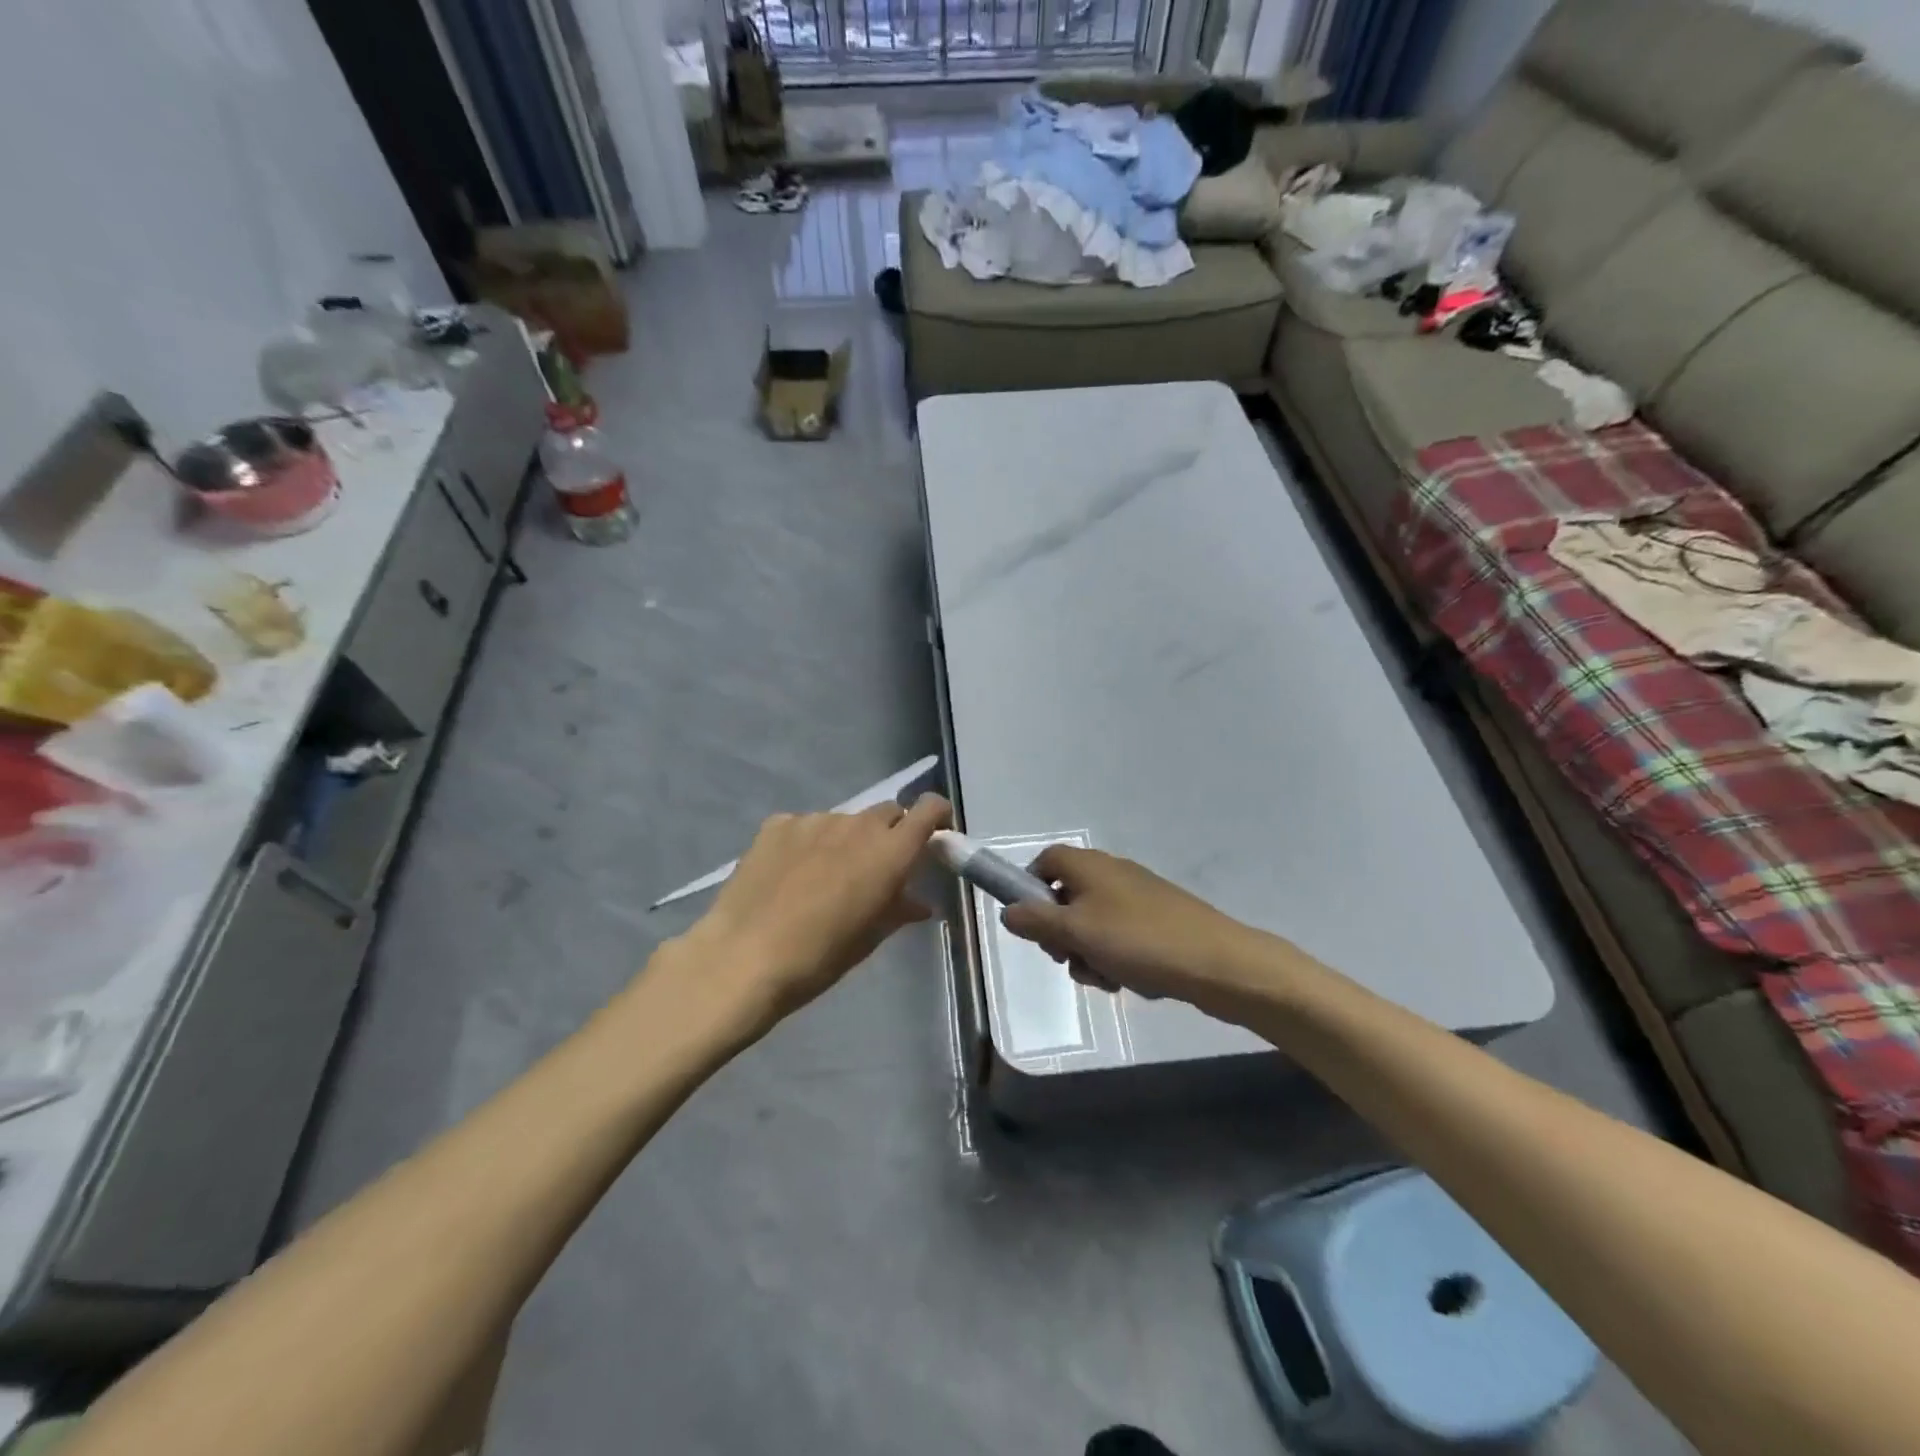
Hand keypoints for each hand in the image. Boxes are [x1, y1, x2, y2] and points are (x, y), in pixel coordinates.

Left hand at [682, 795, 951, 1032]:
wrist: (743, 957)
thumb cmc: (818, 958)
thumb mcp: (868, 938)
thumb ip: (898, 909)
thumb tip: (919, 902)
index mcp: (889, 852)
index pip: (928, 809)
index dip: (936, 816)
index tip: (933, 835)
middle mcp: (857, 825)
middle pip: (888, 812)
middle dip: (891, 833)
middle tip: (877, 867)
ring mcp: (815, 820)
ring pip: (845, 820)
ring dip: (847, 840)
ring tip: (825, 876)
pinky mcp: (778, 823)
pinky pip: (807, 825)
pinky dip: (810, 842)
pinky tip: (791, 873)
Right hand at [1000, 846, 1268, 1015]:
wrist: (1216, 963)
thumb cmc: (1138, 940)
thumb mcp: (1076, 933)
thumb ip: (1036, 922)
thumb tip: (1008, 912)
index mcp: (1089, 865)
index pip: (1045, 861)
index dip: (1030, 889)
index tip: (1031, 924)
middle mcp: (1111, 873)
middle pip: (1066, 897)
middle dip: (1060, 933)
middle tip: (1069, 958)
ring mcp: (1136, 898)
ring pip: (1091, 924)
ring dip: (1088, 953)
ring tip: (1105, 977)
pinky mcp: (1157, 921)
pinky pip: (1119, 937)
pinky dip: (1115, 958)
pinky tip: (1127, 980)